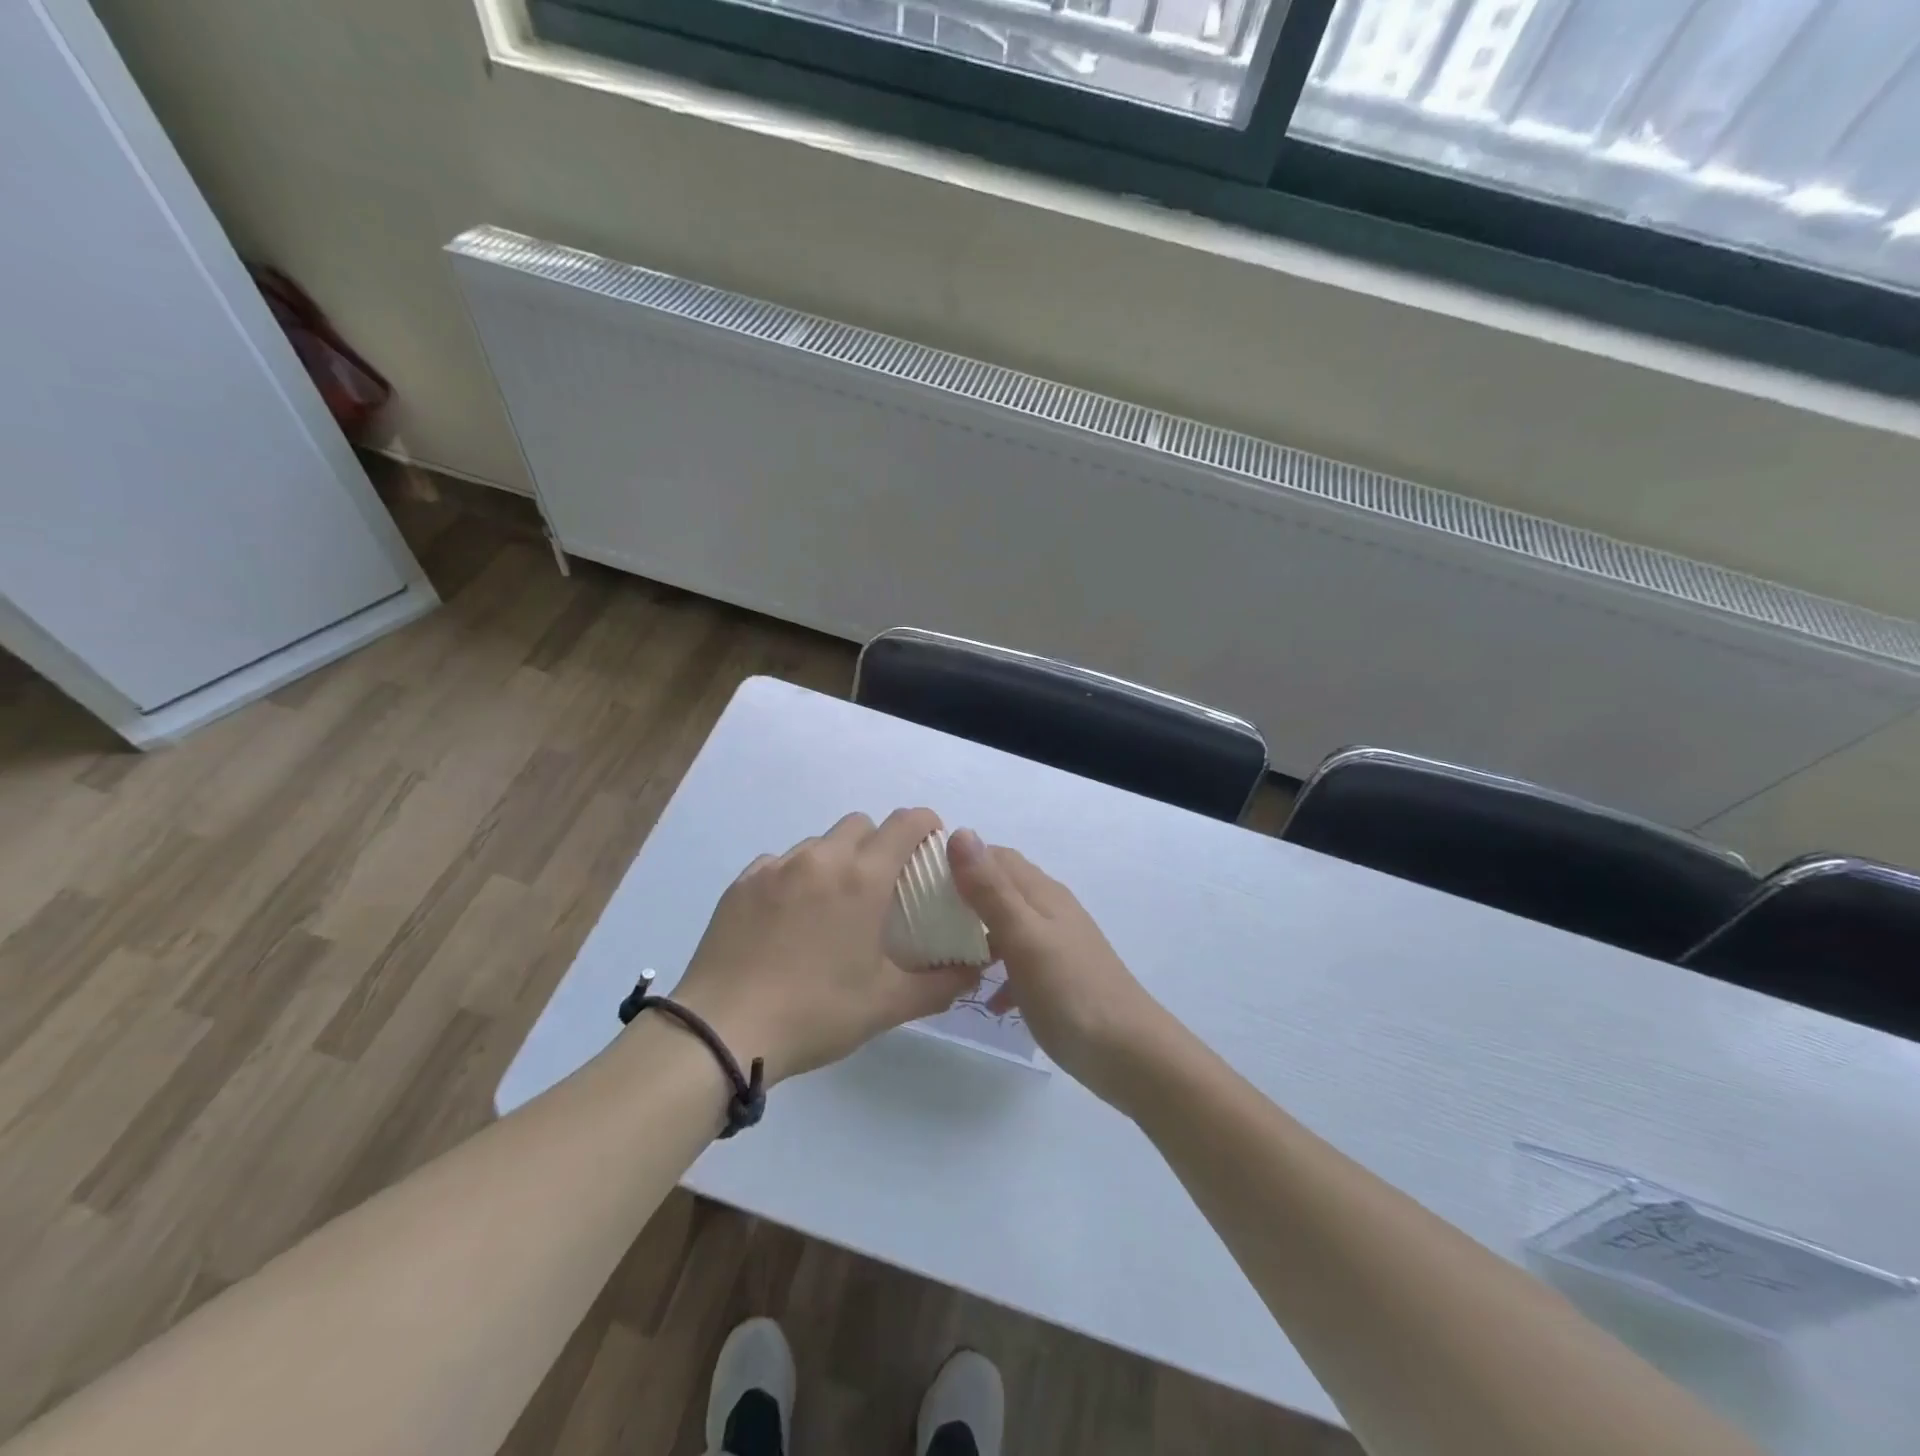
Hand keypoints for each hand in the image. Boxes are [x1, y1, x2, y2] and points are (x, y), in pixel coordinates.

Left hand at [669, 809, 981, 1085]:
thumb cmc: (815, 1012)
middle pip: (861, 824)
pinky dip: (796, 876)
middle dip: (879, 842)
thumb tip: (974, 969)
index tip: (931, 846)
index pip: (905, 823)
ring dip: (836, 860)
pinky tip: (789, 918)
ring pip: (819, 843)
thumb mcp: (886, 1005)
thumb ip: (940, 984)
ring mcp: (775, 867)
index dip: (925, 824)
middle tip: (882, 886)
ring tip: (832, 906)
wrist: (721, 1031)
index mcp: (862, 877)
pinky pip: (780, 863)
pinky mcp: (741, 883)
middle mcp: (820, 858)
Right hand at [947, 829, 1168, 1103]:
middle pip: (1001, 888)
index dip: (959, 859)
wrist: (1129, 1054)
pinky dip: (1000, 974)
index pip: (994, 856)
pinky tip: (990, 1001)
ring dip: (979, 936)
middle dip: (964, 897)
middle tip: (922, 918)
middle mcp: (1050, 910)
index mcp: (1041, 893)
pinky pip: (1021, 963)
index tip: (919, 878)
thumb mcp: (1023, 937)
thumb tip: (961, 833)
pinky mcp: (1060, 977)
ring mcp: (1057, 944)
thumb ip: (990, 889)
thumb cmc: (1070, 991)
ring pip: (1008, 926)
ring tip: (944, 957)